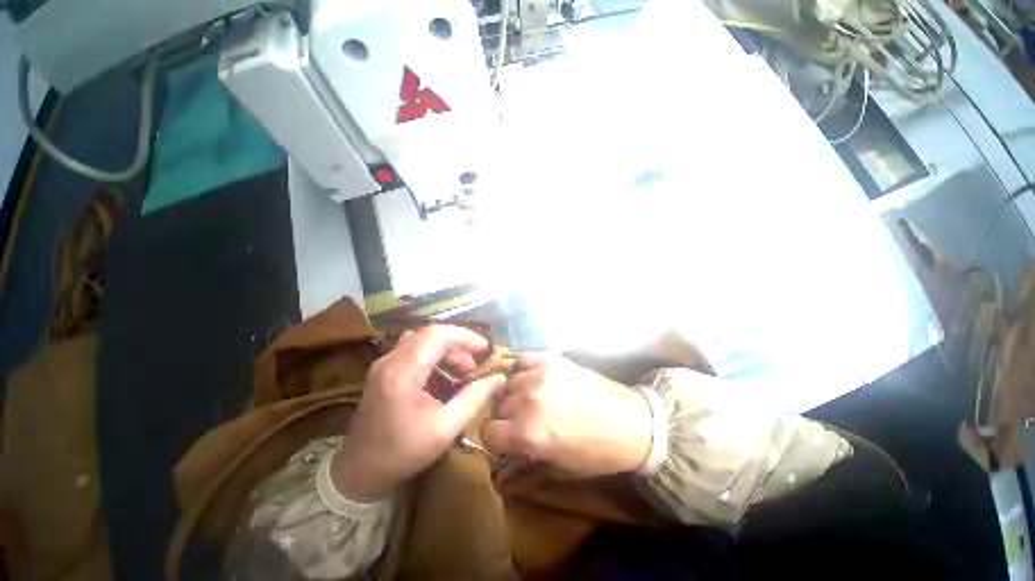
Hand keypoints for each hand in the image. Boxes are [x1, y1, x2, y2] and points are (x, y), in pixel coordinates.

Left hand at [332, 326, 506, 501]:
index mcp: (403, 372)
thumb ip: (474, 399)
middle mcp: (390, 360)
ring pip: (422, 339)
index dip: (465, 337)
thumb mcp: (445, 429)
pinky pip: (413, 349)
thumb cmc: (402, 453)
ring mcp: (384, 363)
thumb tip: (499, 378)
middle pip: (430, 333)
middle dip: (458, 343)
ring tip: (461, 369)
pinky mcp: (384, 370)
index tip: (485, 349)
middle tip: (473, 366)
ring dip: (446, 348)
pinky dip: (434, 354)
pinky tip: (443, 373)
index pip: (437, 335)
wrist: (358, 472)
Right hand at [482, 354, 652, 477]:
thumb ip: (524, 458)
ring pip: (507, 383)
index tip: (507, 438)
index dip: (497, 438)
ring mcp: (538, 376)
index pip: (489, 432)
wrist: (629, 423)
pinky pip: (522, 359)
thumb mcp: (558, 468)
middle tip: (522, 418)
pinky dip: (523, 369)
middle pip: (498, 406)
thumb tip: (504, 452)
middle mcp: (527, 402)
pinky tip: (532, 377)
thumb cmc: (595, 453)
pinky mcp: (550, 360)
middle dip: (507, 416)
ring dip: (515, 392)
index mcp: (527, 434)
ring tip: (530, 397)